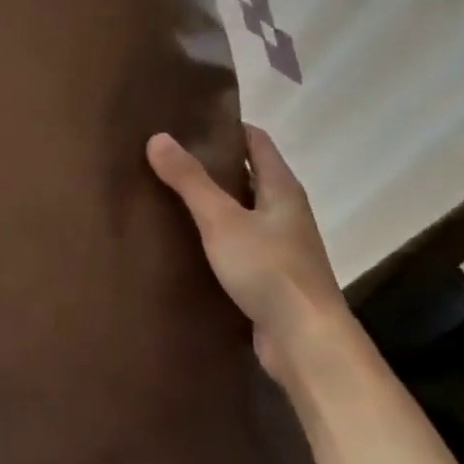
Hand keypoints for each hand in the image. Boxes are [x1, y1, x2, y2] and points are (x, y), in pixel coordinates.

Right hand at [147, 126, 349, 378]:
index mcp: (282, 188)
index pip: (256, 141)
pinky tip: (187, 243)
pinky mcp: (271, 276)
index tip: (189, 122)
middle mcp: (286, 211)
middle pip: (248, 175)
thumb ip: (190, 180)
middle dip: (213, 165)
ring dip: (214, 203)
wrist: (305, 342)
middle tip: (168, 158)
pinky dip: (217, 237)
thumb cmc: (268, 269)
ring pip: (243, 212)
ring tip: (169, 195)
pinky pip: (240, 245)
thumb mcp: (222, 219)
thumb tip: (158, 137)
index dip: (227, 127)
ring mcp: (281, 245)